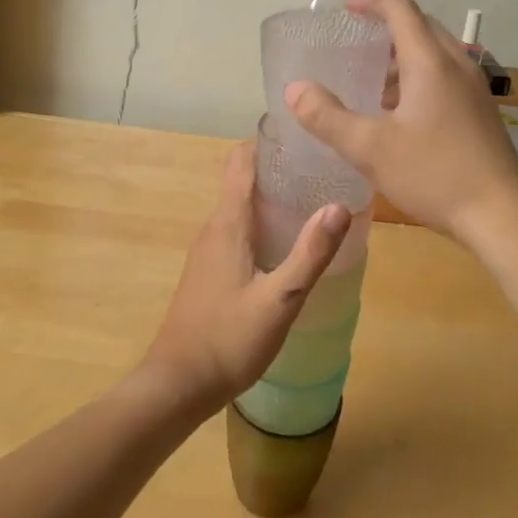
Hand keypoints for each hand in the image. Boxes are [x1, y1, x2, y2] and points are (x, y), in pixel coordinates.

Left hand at [140, 141, 351, 413]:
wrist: (177, 384)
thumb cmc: (228, 339)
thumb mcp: (280, 299)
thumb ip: (310, 253)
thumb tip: (340, 205)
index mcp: (228, 222)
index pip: (242, 160)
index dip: (268, 141)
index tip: (303, 133)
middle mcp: (214, 227)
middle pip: (242, 178)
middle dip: (277, 166)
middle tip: (320, 166)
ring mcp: (208, 249)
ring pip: (240, 204)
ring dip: (270, 194)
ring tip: (312, 197)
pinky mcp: (209, 269)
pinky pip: (236, 227)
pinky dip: (261, 219)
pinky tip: (286, 240)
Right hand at [285, 0, 517, 245]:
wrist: (503, 216)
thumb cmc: (435, 174)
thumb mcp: (370, 149)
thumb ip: (328, 117)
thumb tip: (295, 89)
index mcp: (430, 62)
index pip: (401, 10)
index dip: (372, 3)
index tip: (346, 12)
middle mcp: (457, 65)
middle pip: (422, 27)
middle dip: (388, 29)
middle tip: (356, 45)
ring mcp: (475, 89)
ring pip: (436, 54)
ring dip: (404, 57)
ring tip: (372, 83)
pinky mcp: (482, 112)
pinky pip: (447, 77)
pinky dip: (420, 78)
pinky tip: (401, 114)